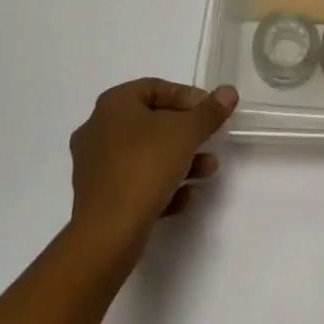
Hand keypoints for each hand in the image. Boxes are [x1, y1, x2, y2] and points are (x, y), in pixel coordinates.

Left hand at [68, 78, 237, 249]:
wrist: (106, 235)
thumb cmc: (144, 168)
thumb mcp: (186, 134)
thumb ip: (209, 112)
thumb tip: (229, 91)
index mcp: (114, 104)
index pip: (156, 88)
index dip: (188, 97)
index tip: (211, 113)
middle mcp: (98, 129)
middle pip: (151, 122)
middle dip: (186, 133)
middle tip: (210, 140)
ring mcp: (95, 166)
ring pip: (144, 155)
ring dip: (178, 160)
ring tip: (207, 170)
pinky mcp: (97, 199)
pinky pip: (134, 183)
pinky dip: (160, 186)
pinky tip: (185, 198)